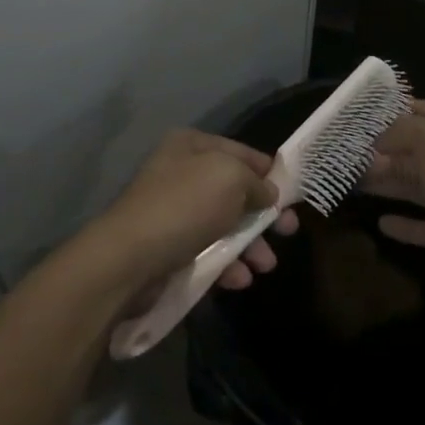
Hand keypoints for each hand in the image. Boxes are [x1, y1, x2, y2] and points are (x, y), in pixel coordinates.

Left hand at [88, 130, 298, 297]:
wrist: (130, 257)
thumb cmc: (185, 205)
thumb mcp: (231, 178)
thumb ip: (256, 183)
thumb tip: (267, 194)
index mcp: (192, 145)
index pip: (240, 151)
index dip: (268, 171)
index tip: (294, 193)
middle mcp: (182, 172)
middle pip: (234, 190)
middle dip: (263, 213)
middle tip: (289, 232)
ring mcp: (174, 211)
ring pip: (224, 224)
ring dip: (250, 244)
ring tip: (266, 265)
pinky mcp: (170, 246)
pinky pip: (208, 251)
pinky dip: (227, 264)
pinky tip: (239, 279)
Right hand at [364, 101, 424, 314]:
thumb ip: (403, 129)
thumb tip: (379, 137)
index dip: (394, 110)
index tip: (361, 114)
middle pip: (416, 151)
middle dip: (384, 149)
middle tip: (348, 151)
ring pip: (416, 185)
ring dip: (387, 182)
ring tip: (354, 181)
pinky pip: (422, 225)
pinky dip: (402, 223)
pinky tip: (380, 222)